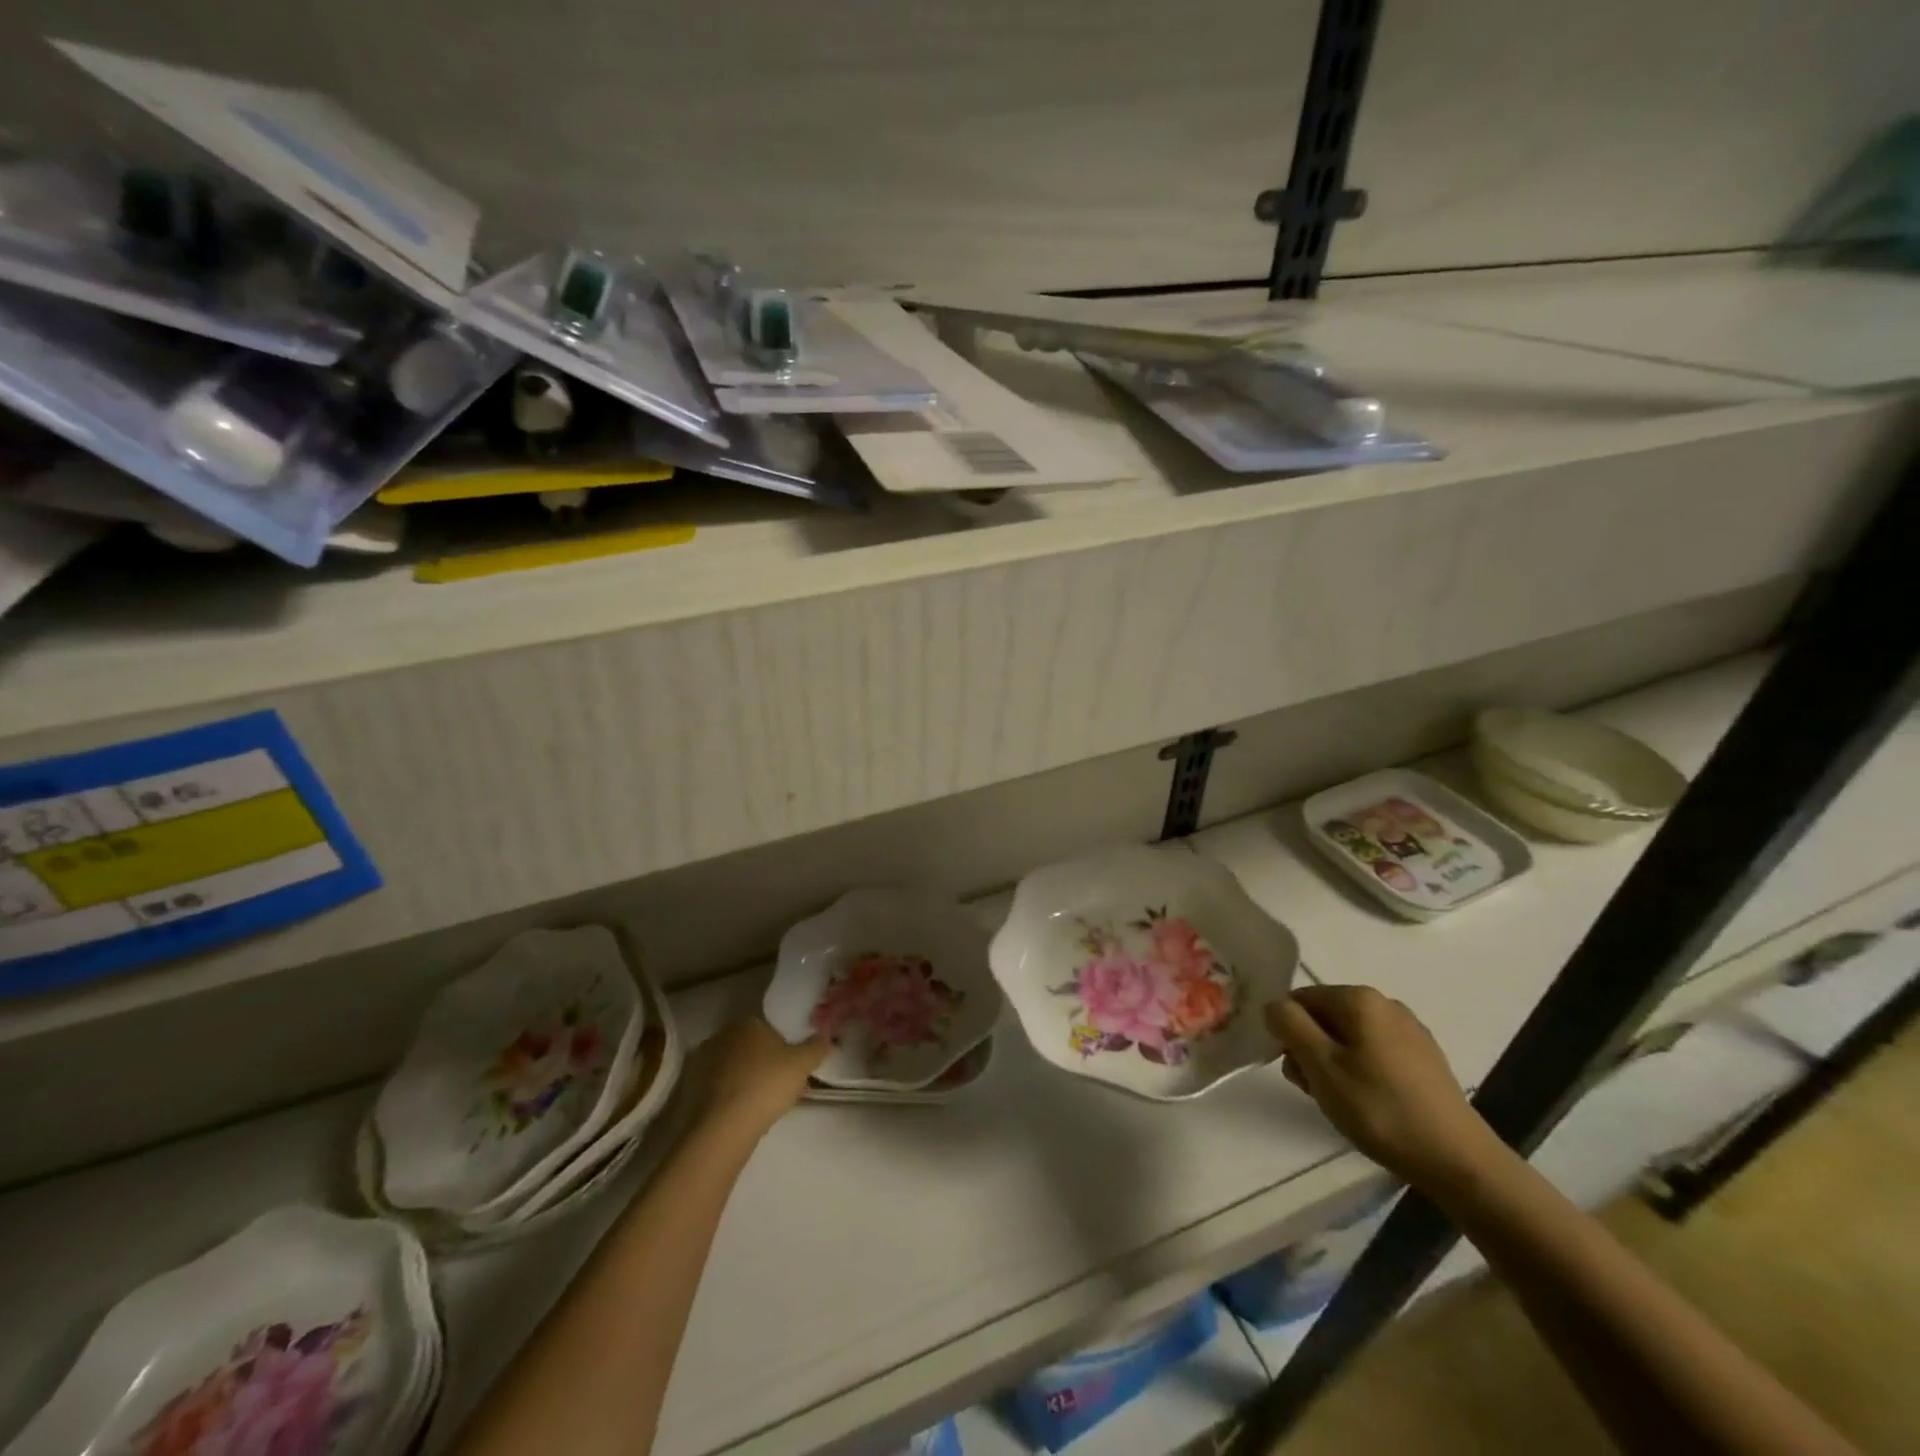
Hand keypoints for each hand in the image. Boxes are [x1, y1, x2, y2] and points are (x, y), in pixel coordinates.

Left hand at [686, 1016, 828, 1141]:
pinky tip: (742, 1113)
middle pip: (750, 1047)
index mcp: (748, 1022)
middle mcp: (722, 1035)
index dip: (783, 1047)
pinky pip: (719, 1087)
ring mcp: (702, 1061)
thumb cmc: (766, 1085)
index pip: (769, 1028)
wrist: (722, 1127)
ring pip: (734, 1067)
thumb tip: (825, 1035)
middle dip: (764, 1062)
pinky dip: (730, 1095)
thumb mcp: (802, 1065)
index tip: (792, 1067)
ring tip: (762, 1104)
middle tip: (780, 1085)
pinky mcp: (690, 1088)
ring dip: (746, 1079)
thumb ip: (816, 1047)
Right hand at [1266, 986, 1509, 1190]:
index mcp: (1359, 998)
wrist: (1458, 1161)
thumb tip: (1274, 1005)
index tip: (1297, 1071)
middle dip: (1310, 1050)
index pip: (1299, 999)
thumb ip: (1289, 1025)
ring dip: (1333, 1064)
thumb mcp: (1320, 1066)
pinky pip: (1375, 1052)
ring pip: (1349, 1037)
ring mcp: (1409, 1030)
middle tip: (1317, 1091)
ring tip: (1343, 1103)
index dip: (1288, 1033)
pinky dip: (1361, 1071)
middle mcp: (1385, 1003)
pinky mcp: (1424, 1058)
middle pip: (1324, 1017)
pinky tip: (1371, 1104)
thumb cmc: (1379, 1109)